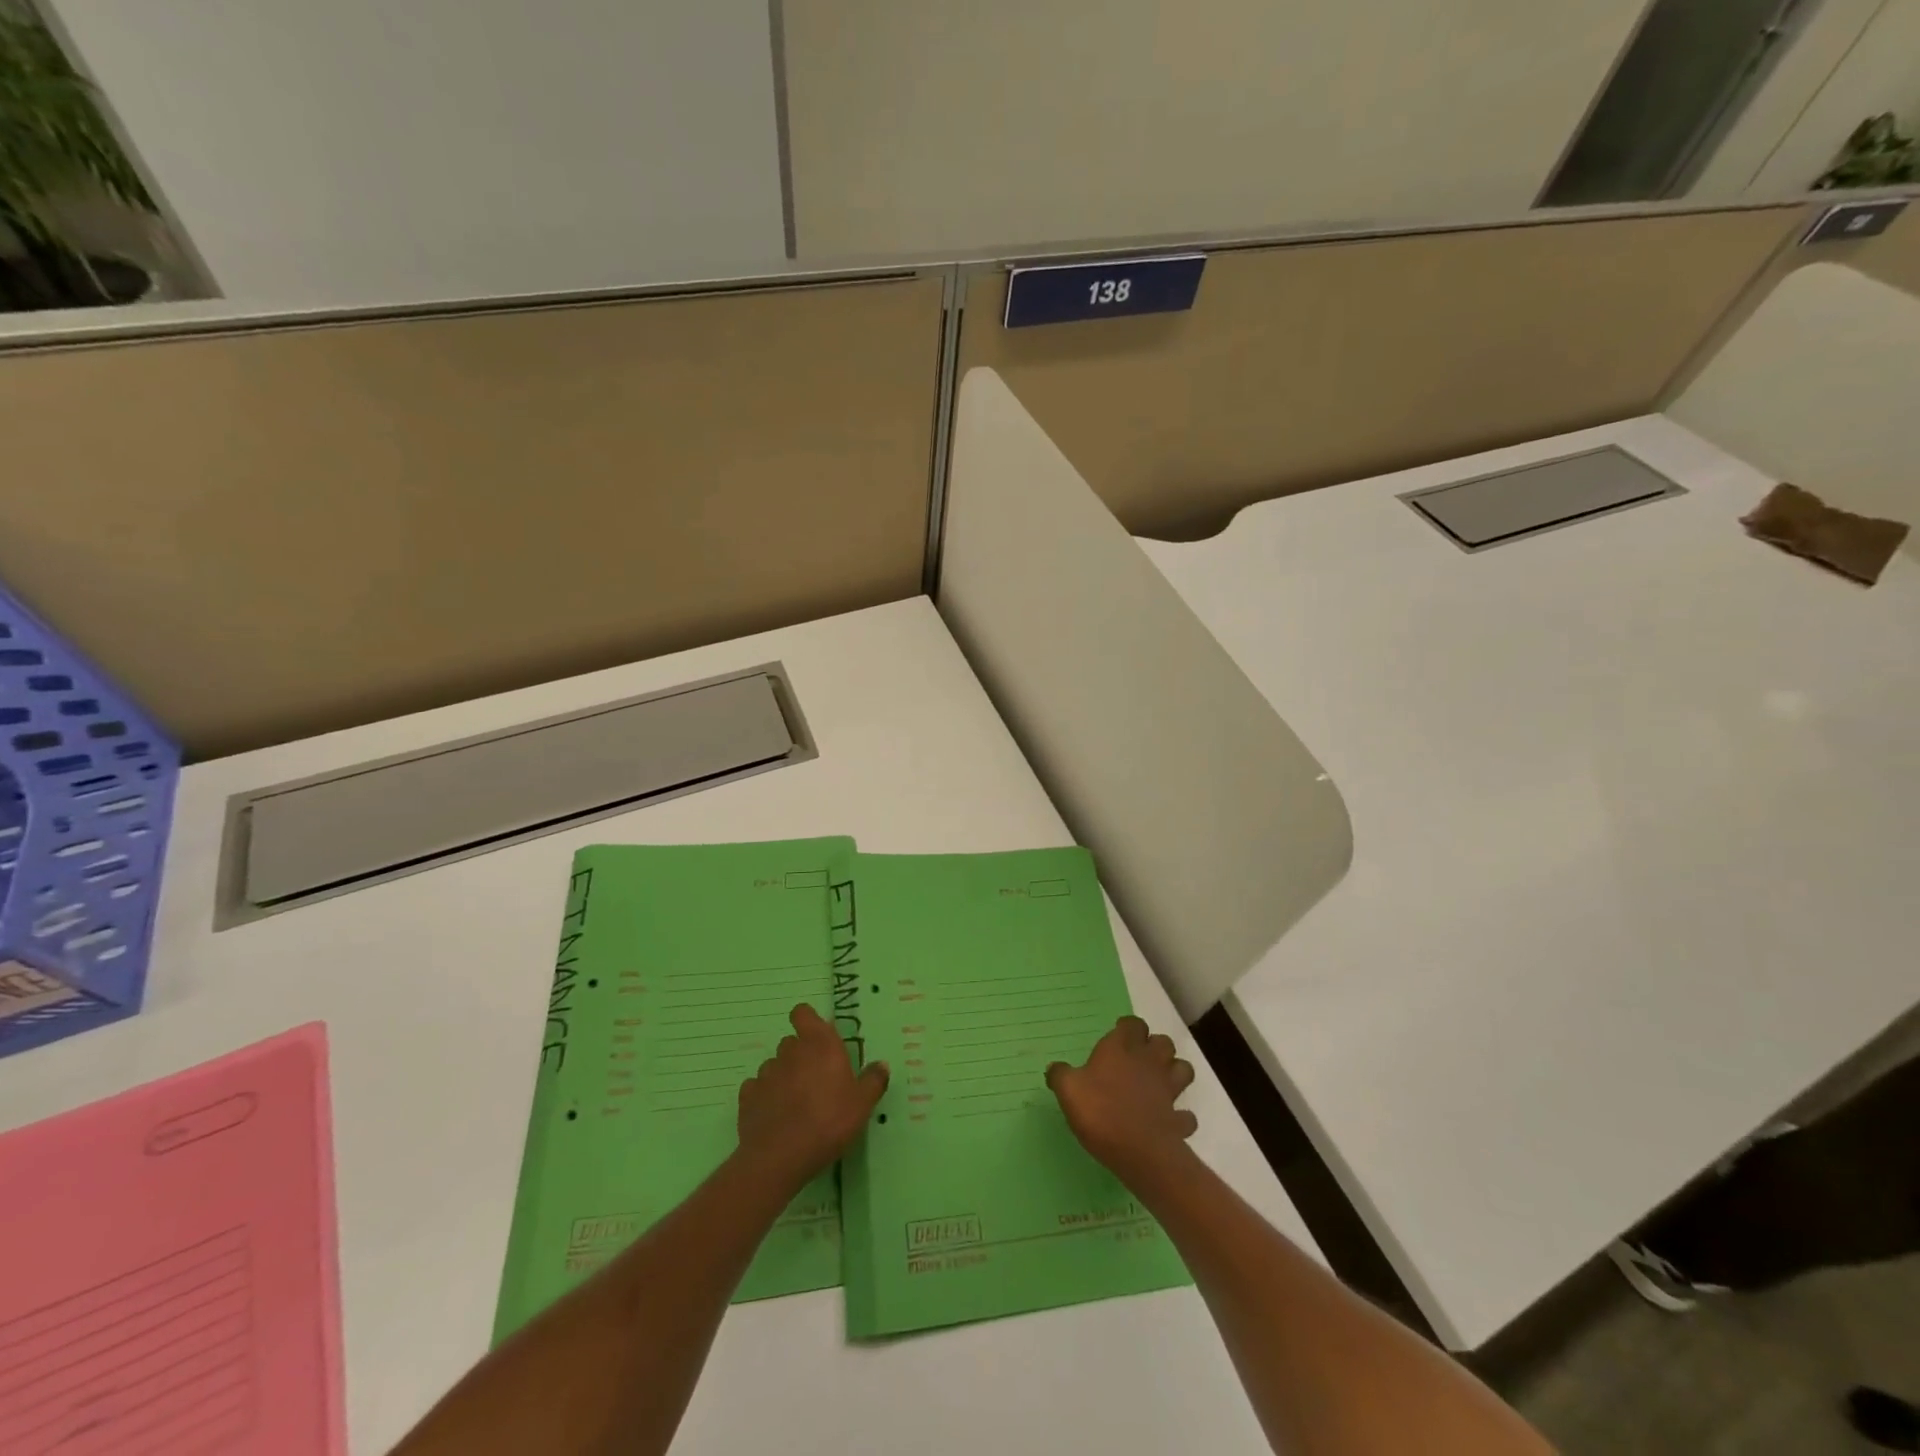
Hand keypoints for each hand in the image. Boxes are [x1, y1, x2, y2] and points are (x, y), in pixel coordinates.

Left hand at [737, 1004, 887, 1187]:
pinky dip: (764, 1097)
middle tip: (815, 1081)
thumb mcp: (862, 1104)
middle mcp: (790, 1051)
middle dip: (800, 1056)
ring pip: (774, 1066)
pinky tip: (774, 1116)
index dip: (807, 1021)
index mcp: (819, 1044)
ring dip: (783, 1077)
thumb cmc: (828, 1121)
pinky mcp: (747, 1097)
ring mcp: (765, 1073)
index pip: (803, 1013)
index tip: (817, 1038)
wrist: (780, 1156)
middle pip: (791, 1042)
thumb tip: (881, 1065)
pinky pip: (756, 1089)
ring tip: (794, 1103)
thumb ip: (873, 1081)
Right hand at [1047, 1016, 1196, 1187]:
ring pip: (1183, 1070)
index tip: (1119, 1035)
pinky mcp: (1178, 1119)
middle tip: (1140, 1059)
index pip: (1133, 1024)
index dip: (1128, 1028)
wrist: (1139, 1151)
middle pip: (1163, 1042)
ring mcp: (1168, 1090)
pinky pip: (1185, 1115)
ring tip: (1160, 1083)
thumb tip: (1054, 1068)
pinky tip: (1168, 1121)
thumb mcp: (1068, 1090)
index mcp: (1122, 1048)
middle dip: (1155, 1047)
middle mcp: (1149, 1062)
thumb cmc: (1100, 1111)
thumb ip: (1060, 1075)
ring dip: (1175, 1073)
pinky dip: (1180, 1116)